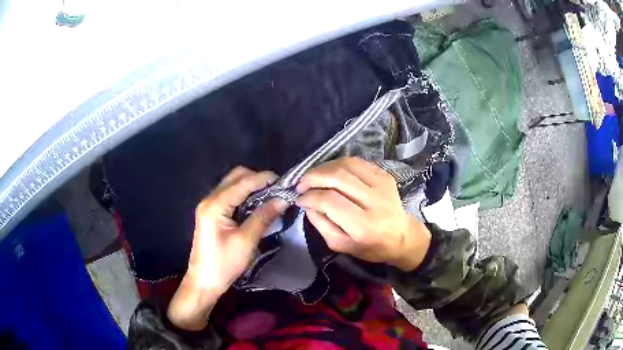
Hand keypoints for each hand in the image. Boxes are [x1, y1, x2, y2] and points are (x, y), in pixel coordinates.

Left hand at [168, 167, 286, 329]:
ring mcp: (208, 205)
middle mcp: (209, 199)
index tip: (284, 181)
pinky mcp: (211, 213)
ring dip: (251, 186)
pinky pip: (229, 195)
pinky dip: (244, 195)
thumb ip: (263, 216)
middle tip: (277, 189)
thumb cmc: (224, 264)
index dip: (264, 178)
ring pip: (232, 184)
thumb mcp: (246, 241)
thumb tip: (283, 199)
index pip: (242, 182)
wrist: (203, 281)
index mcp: (215, 205)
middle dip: (257, 179)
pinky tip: (257, 203)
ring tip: (271, 195)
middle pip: (235, 177)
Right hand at [296, 157, 430, 271]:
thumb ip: (321, 224)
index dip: (310, 196)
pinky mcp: (385, 175)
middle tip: (300, 184)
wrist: (402, 236)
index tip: (299, 198)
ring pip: (346, 164)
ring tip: (314, 177)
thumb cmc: (371, 247)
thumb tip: (306, 202)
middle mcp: (375, 201)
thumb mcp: (341, 245)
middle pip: (337, 177)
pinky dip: (339, 164)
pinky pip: (357, 162)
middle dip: (313, 177)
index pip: (330, 201)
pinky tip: (331, 173)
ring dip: (324, 167)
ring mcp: (382, 184)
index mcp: (365, 225)